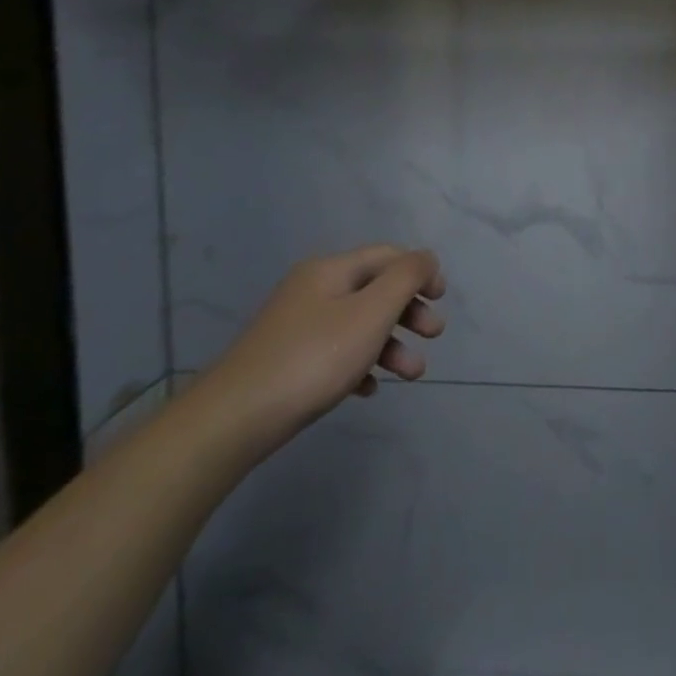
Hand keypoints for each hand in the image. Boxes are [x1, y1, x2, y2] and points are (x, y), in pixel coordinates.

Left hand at [190, 246, 445, 450]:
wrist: (233, 420)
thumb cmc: (314, 358)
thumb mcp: (372, 312)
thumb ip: (406, 278)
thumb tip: (425, 258)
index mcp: (332, 270)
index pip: (388, 255)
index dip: (420, 271)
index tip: (441, 299)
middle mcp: (313, 289)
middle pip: (375, 290)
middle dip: (409, 311)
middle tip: (433, 335)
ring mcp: (296, 326)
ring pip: (358, 325)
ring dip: (390, 344)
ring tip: (411, 375)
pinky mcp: (286, 360)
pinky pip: (335, 352)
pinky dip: (359, 364)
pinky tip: (368, 389)